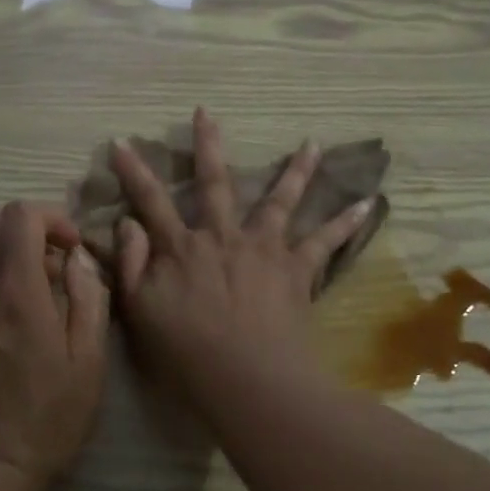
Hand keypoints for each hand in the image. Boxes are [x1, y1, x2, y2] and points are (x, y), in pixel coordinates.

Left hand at [0, 202, 109, 490]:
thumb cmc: (46, 420)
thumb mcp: (89, 363)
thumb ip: (88, 299)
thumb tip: (78, 259)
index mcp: (17, 291)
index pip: (21, 215)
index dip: (52, 219)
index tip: (70, 250)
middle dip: (25, 229)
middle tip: (48, 267)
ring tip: (13, 280)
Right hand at [110, 109, 371, 395]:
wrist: (247, 377)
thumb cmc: (187, 351)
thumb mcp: (140, 311)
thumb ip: (130, 265)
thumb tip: (127, 224)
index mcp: (182, 248)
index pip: (151, 202)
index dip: (134, 172)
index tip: (121, 141)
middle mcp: (223, 237)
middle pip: (214, 183)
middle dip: (207, 146)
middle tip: (206, 113)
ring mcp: (264, 249)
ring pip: (279, 200)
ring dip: (295, 170)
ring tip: (312, 143)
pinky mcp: (297, 269)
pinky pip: (325, 241)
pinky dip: (346, 222)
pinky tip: (368, 203)